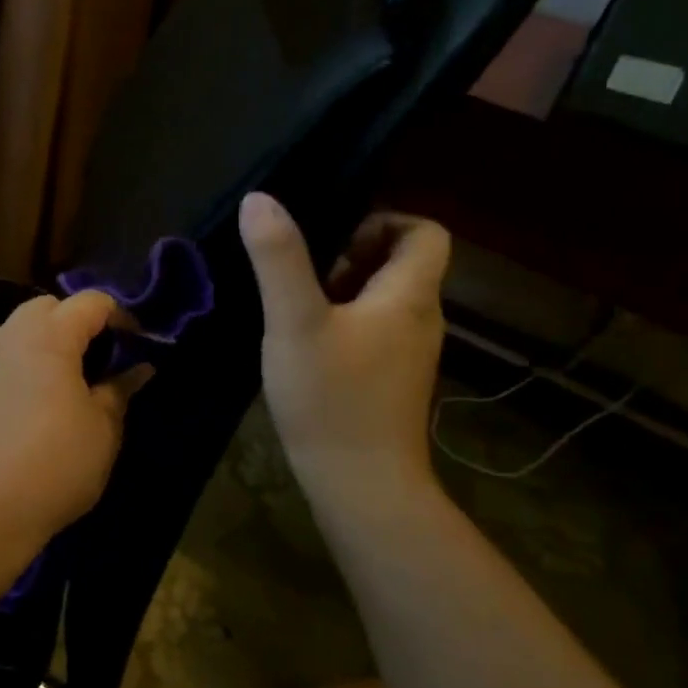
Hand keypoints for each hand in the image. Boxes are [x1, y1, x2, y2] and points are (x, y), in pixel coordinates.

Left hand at [0, 292, 153, 549]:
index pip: (91, 303)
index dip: (119, 316)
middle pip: (44, 310)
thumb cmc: (52, 466)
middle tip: (92, 362)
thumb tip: (138, 369)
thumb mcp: (102, 432)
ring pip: (8, 337)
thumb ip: (119, 392)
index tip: (135, 342)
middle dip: (71, 324)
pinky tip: (5, 411)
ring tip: (48, 390)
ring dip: (32, 350)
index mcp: (49, 336)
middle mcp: (5, 336)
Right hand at [238, 192, 450, 491]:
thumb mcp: (295, 321)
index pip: (426, 233)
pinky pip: (373, 330)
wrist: (362, 487)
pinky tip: (304, 344)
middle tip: (304, 275)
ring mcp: (408, 354)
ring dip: (342, 290)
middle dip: (351, 255)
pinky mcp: (391, 381)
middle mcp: (420, 320)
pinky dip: (343, 322)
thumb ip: (278, 258)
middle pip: (401, 264)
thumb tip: (260, 199)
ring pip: (383, 299)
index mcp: (410, 296)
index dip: (384, 221)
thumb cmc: (332, 398)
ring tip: (296, 307)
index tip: (334, 238)